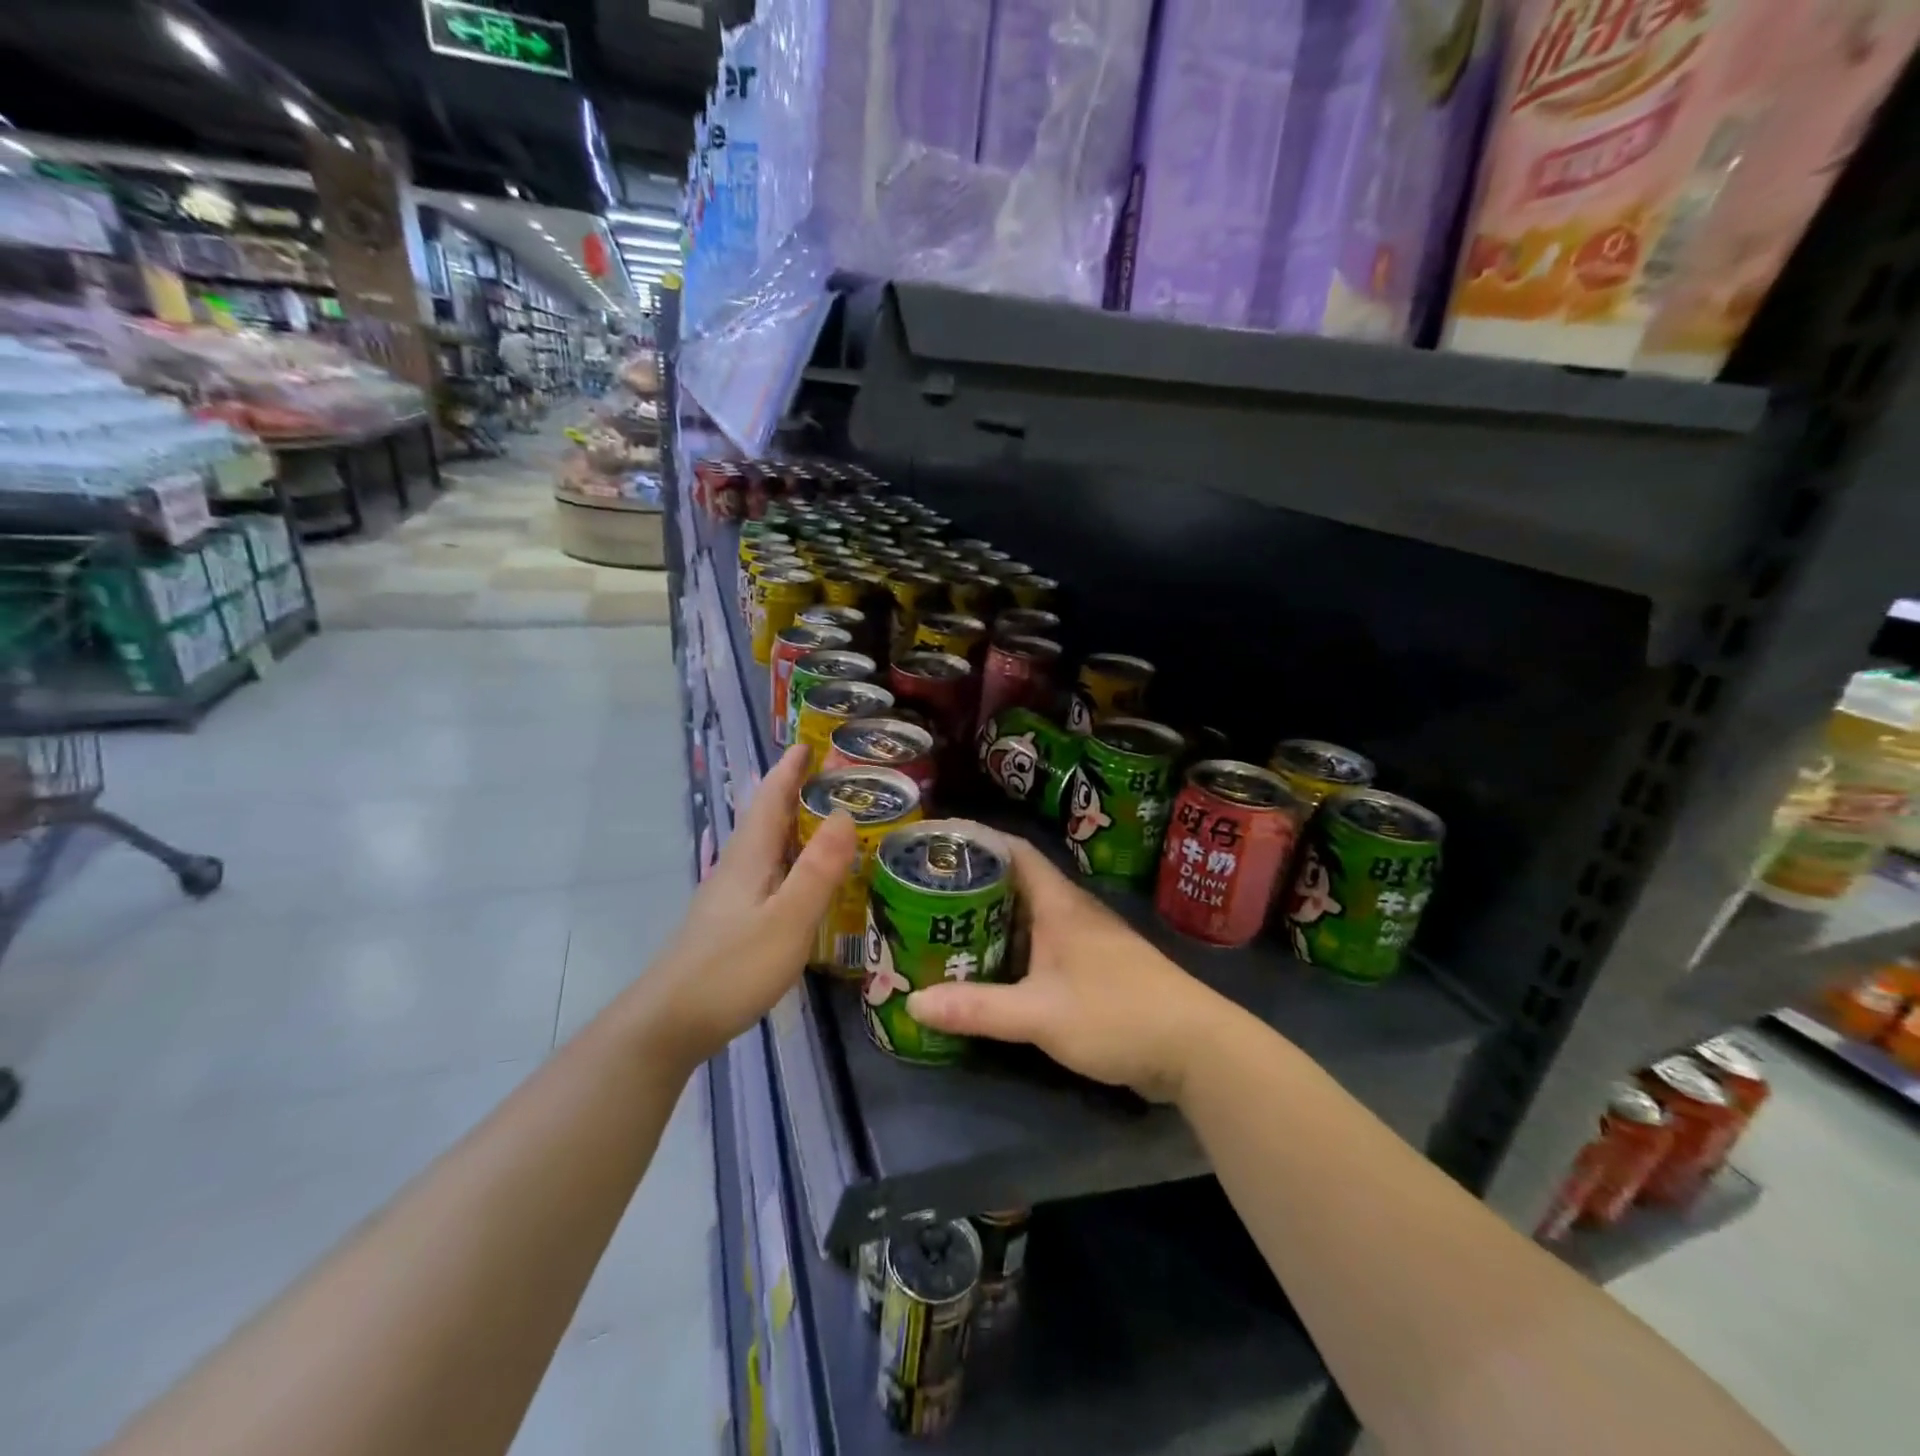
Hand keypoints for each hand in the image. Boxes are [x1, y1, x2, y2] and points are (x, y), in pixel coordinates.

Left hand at [622, 744, 855, 1069]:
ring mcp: (729, 897)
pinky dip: (788, 860)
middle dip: (794, 792)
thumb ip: (818, 869)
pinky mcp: (729, 923)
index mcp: (750, 857)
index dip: (789, 769)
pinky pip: (766, 873)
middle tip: (833, 778)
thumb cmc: (732, 968)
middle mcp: (737, 867)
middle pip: (766, 818)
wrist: (669, 1023)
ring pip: (765, 847)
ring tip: (826, 820)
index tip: (810, 743)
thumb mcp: (787, 919)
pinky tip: (802, 880)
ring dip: (792, 825)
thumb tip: (844, 813)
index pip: (771, 798)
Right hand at [906, 835, 1228, 1100]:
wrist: (1196, 1048)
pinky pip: (1044, 948)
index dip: (978, 841)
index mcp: (1060, 905)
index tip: (938, 845)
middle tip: (928, 894)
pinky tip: (993, 971)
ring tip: (948, 928)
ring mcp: (1088, 942)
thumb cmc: (1117, 1014)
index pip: (1015, 851)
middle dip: (975, 885)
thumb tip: (914, 1004)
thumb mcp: (1040, 1014)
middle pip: (1017, 884)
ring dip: (994, 920)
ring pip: (1031, 918)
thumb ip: (978, 1009)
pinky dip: (1015, 951)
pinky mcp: (1096, 971)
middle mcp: (1073, 913)